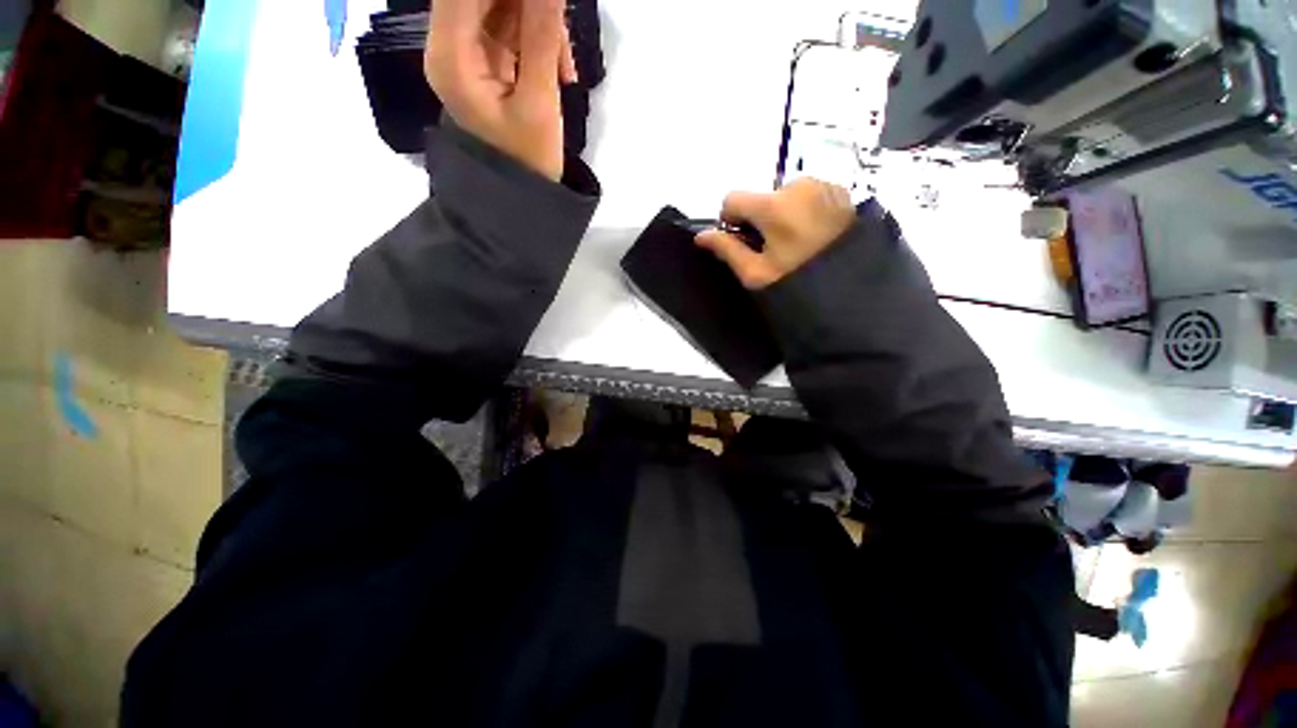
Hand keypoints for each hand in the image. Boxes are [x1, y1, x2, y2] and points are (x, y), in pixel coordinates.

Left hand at [424, 0, 576, 180]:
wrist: (520, 195)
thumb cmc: (527, 159)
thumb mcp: (539, 101)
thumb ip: (542, 36)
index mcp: (450, 54)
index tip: (546, 3)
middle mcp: (450, 44)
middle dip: (531, 5)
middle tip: (560, 33)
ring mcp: (469, 52)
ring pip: (503, 6)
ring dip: (541, 23)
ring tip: (564, 66)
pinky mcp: (488, 61)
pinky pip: (514, 28)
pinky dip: (540, 40)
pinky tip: (559, 70)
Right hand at [696, 179, 856, 289]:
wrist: (854, 294)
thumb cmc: (798, 285)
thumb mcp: (756, 274)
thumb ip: (726, 249)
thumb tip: (700, 235)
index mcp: (774, 205)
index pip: (733, 198)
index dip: (730, 221)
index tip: (742, 242)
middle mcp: (800, 185)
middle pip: (762, 197)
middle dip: (760, 219)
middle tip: (773, 249)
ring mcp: (825, 186)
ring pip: (786, 195)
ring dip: (783, 214)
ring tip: (797, 244)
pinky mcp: (843, 193)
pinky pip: (810, 195)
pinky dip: (805, 211)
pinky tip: (815, 235)